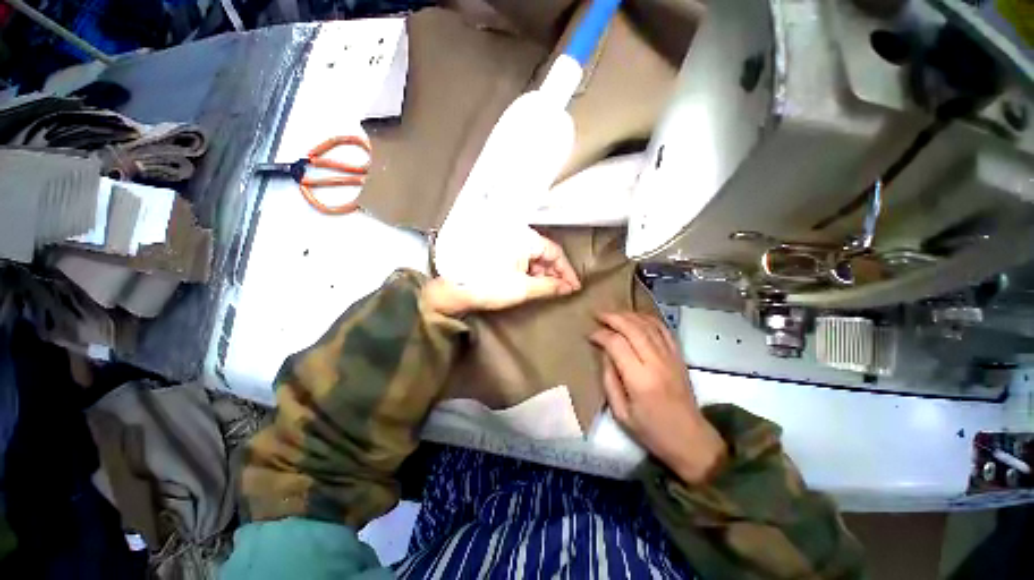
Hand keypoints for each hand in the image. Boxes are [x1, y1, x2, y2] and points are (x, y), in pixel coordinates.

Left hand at [424, 229, 581, 314]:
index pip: (554, 252)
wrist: (454, 289)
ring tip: (549, 290)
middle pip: (544, 253)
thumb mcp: (522, 288)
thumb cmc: (489, 286)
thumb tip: (567, 288)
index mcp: (524, 239)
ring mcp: (507, 244)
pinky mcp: (500, 253)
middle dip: (555, 273)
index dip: (566, 270)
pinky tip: (533, 284)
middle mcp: (517, 236)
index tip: (573, 287)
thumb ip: (549, 286)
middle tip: (562, 291)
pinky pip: (522, 260)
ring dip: (543, 274)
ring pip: (533, 257)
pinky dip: (530, 273)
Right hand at [590, 312, 726, 484]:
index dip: (601, 335)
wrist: (691, 440)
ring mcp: (671, 357)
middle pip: (633, 328)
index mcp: (640, 379)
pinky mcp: (679, 356)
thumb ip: (609, 379)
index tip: (590, 335)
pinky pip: (664, 329)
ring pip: (648, 325)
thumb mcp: (620, 412)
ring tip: (613, 313)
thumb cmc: (651, 431)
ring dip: (628, 315)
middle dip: (613, 317)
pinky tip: (636, 317)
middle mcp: (657, 362)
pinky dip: (648, 319)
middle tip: (597, 314)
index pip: (617, 344)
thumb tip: (604, 353)